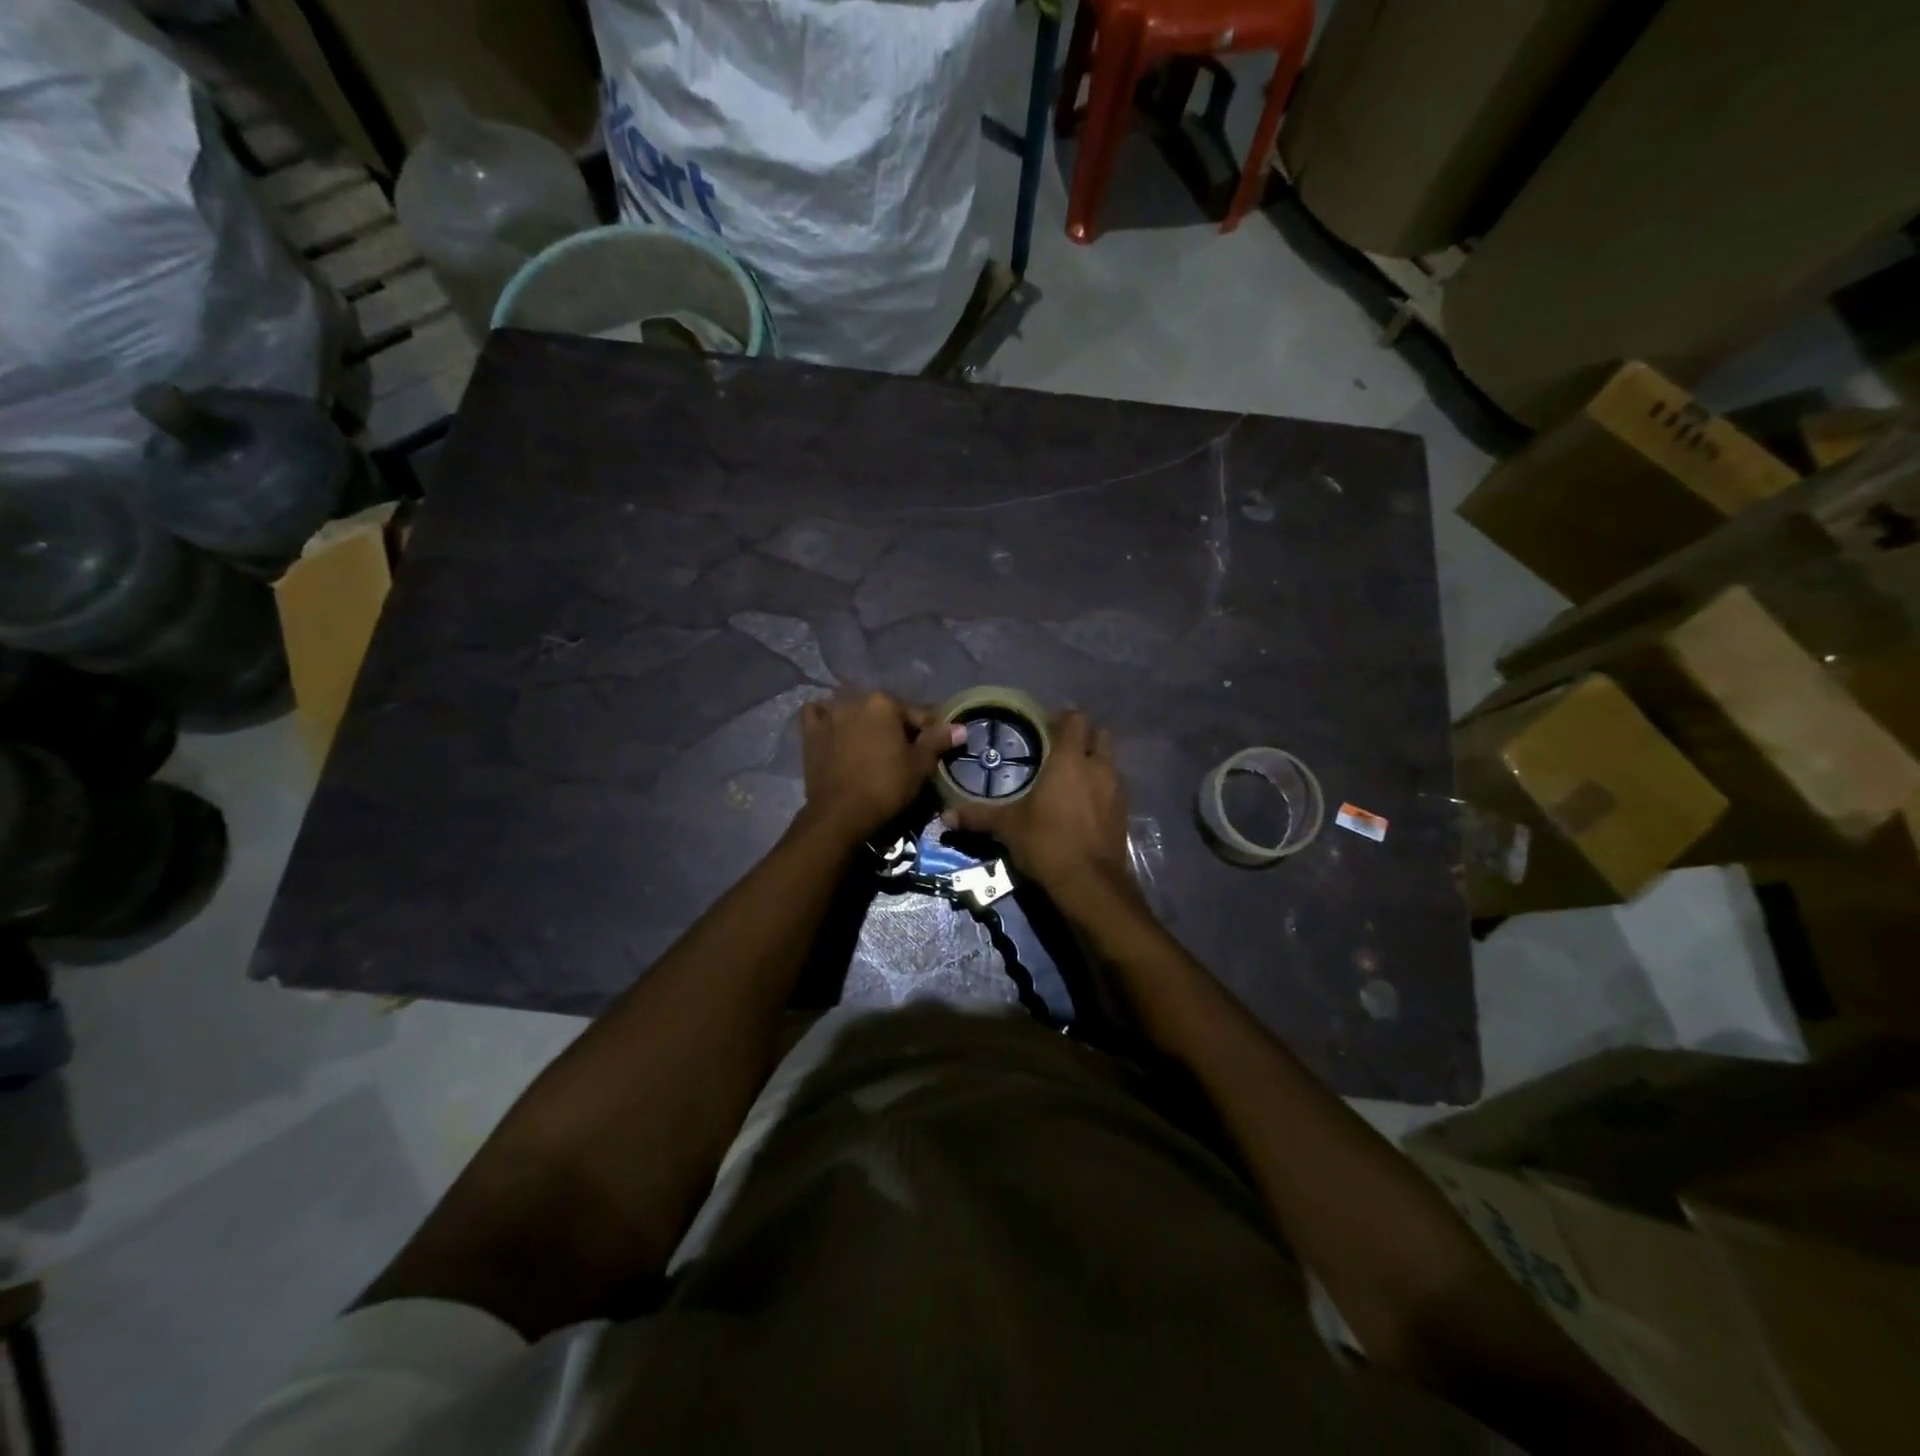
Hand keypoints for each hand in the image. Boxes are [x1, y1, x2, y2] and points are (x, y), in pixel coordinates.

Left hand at [797, 691, 963, 842]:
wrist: (841, 813)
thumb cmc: (886, 786)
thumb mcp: (920, 765)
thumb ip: (938, 741)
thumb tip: (960, 727)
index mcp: (885, 703)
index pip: (916, 714)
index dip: (928, 733)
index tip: (931, 750)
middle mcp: (855, 700)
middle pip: (884, 711)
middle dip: (894, 727)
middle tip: (901, 753)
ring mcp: (829, 715)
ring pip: (852, 710)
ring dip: (862, 721)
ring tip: (869, 745)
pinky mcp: (810, 733)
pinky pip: (818, 714)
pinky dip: (826, 717)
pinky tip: (834, 729)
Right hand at [942, 710, 1136, 902]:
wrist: (1090, 884)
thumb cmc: (1047, 843)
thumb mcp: (1008, 828)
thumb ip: (979, 816)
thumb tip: (945, 816)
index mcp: (1070, 760)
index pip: (1075, 719)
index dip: (1062, 719)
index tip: (1044, 728)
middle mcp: (1098, 767)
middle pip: (1099, 735)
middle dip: (1083, 737)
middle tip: (1058, 750)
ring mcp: (1116, 790)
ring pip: (1109, 762)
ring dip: (1094, 762)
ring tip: (1070, 778)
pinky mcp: (1124, 812)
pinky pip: (1114, 787)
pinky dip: (1101, 788)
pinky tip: (1083, 805)